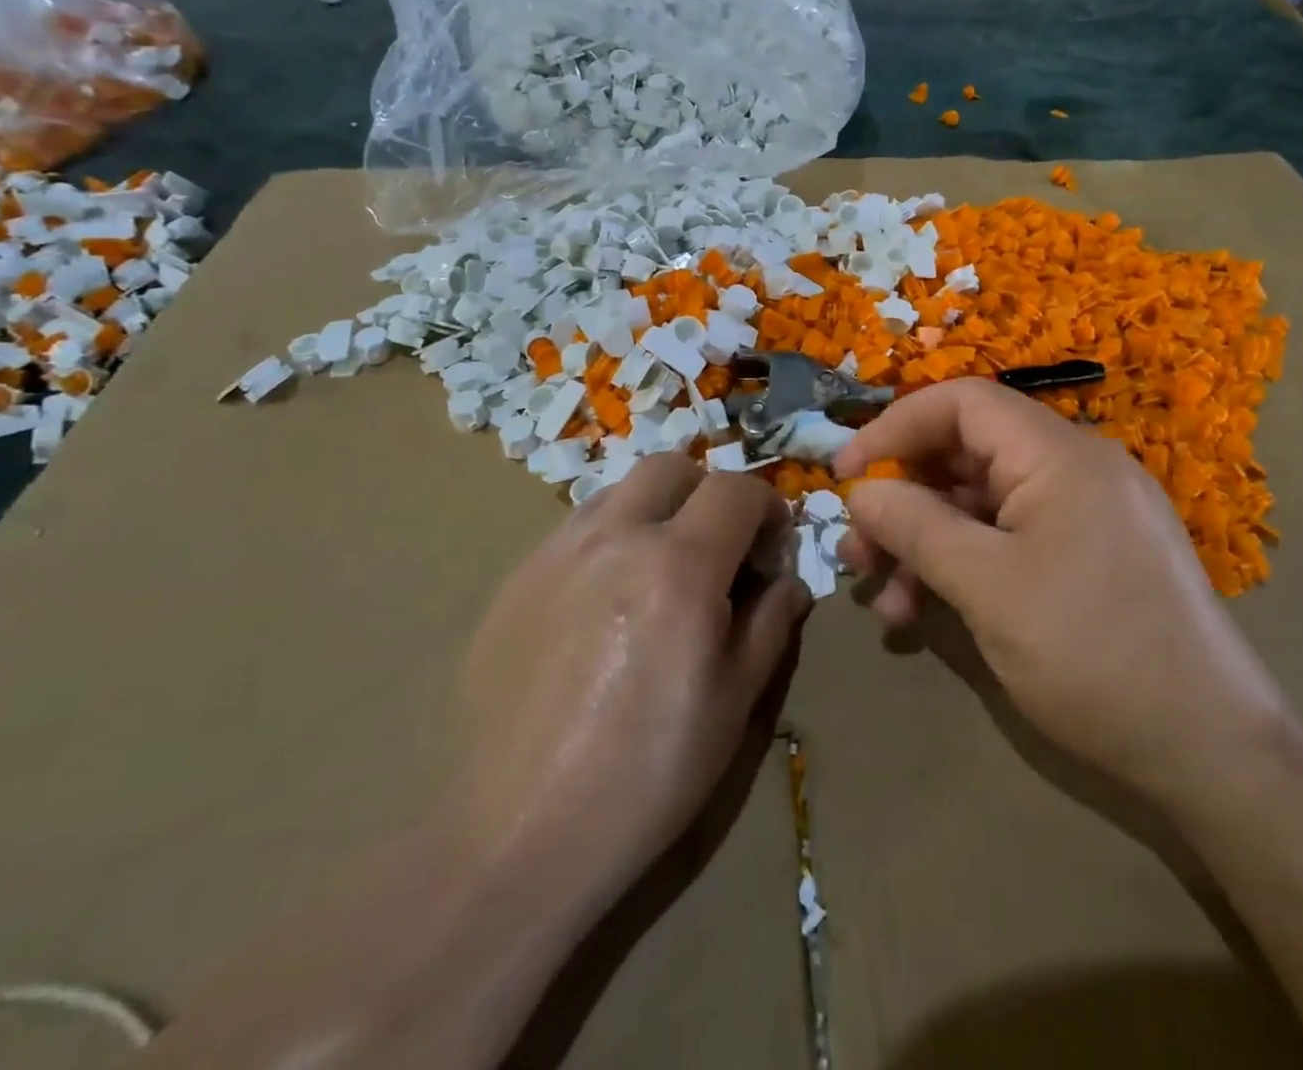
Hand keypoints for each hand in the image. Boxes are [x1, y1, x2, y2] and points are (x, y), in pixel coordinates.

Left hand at [448, 454, 809, 907]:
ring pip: (618, 492)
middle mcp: (615, 538)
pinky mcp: (514, 580)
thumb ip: (770, 623)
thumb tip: (788, 582)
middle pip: (671, 468)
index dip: (766, 508)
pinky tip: (606, 604)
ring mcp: (555, 554)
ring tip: (660, 572)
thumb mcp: (735, 702)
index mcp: (680, 566)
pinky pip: (575, 531)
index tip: (771, 549)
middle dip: (708, 492)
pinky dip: (609, 541)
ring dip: (655, 511)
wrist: (518, 835)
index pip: (735, 489)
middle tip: (717, 548)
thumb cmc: (648, 773)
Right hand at [835, 380, 1289, 808]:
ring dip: (926, 542)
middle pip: (967, 455)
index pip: (962, 403)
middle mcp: (1075, 468)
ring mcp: (1086, 512)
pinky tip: (926, 613)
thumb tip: (862, 493)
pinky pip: (1011, 538)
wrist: (1211, 751)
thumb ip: (916, 527)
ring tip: (885, 597)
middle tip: (857, 551)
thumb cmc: (1092, 654)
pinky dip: (965, 565)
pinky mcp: (1089, 554)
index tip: (845, 474)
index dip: (895, 427)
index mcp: (1059, 455)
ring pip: (983, 504)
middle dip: (903, 498)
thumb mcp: (987, 588)